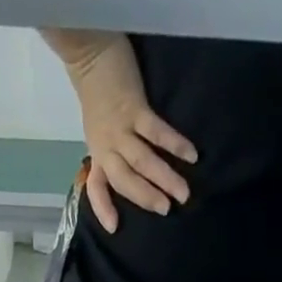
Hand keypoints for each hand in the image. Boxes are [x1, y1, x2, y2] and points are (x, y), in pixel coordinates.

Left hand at [55, 31, 196, 232]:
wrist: (90, 53)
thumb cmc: (97, 95)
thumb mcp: (97, 131)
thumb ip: (109, 153)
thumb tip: (129, 173)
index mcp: (98, 154)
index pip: (97, 187)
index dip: (103, 208)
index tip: (114, 227)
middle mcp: (107, 147)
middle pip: (126, 180)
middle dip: (147, 197)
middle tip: (168, 210)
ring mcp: (121, 129)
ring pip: (143, 161)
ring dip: (164, 178)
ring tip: (183, 193)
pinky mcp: (135, 108)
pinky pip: (156, 131)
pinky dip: (174, 144)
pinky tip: (190, 155)